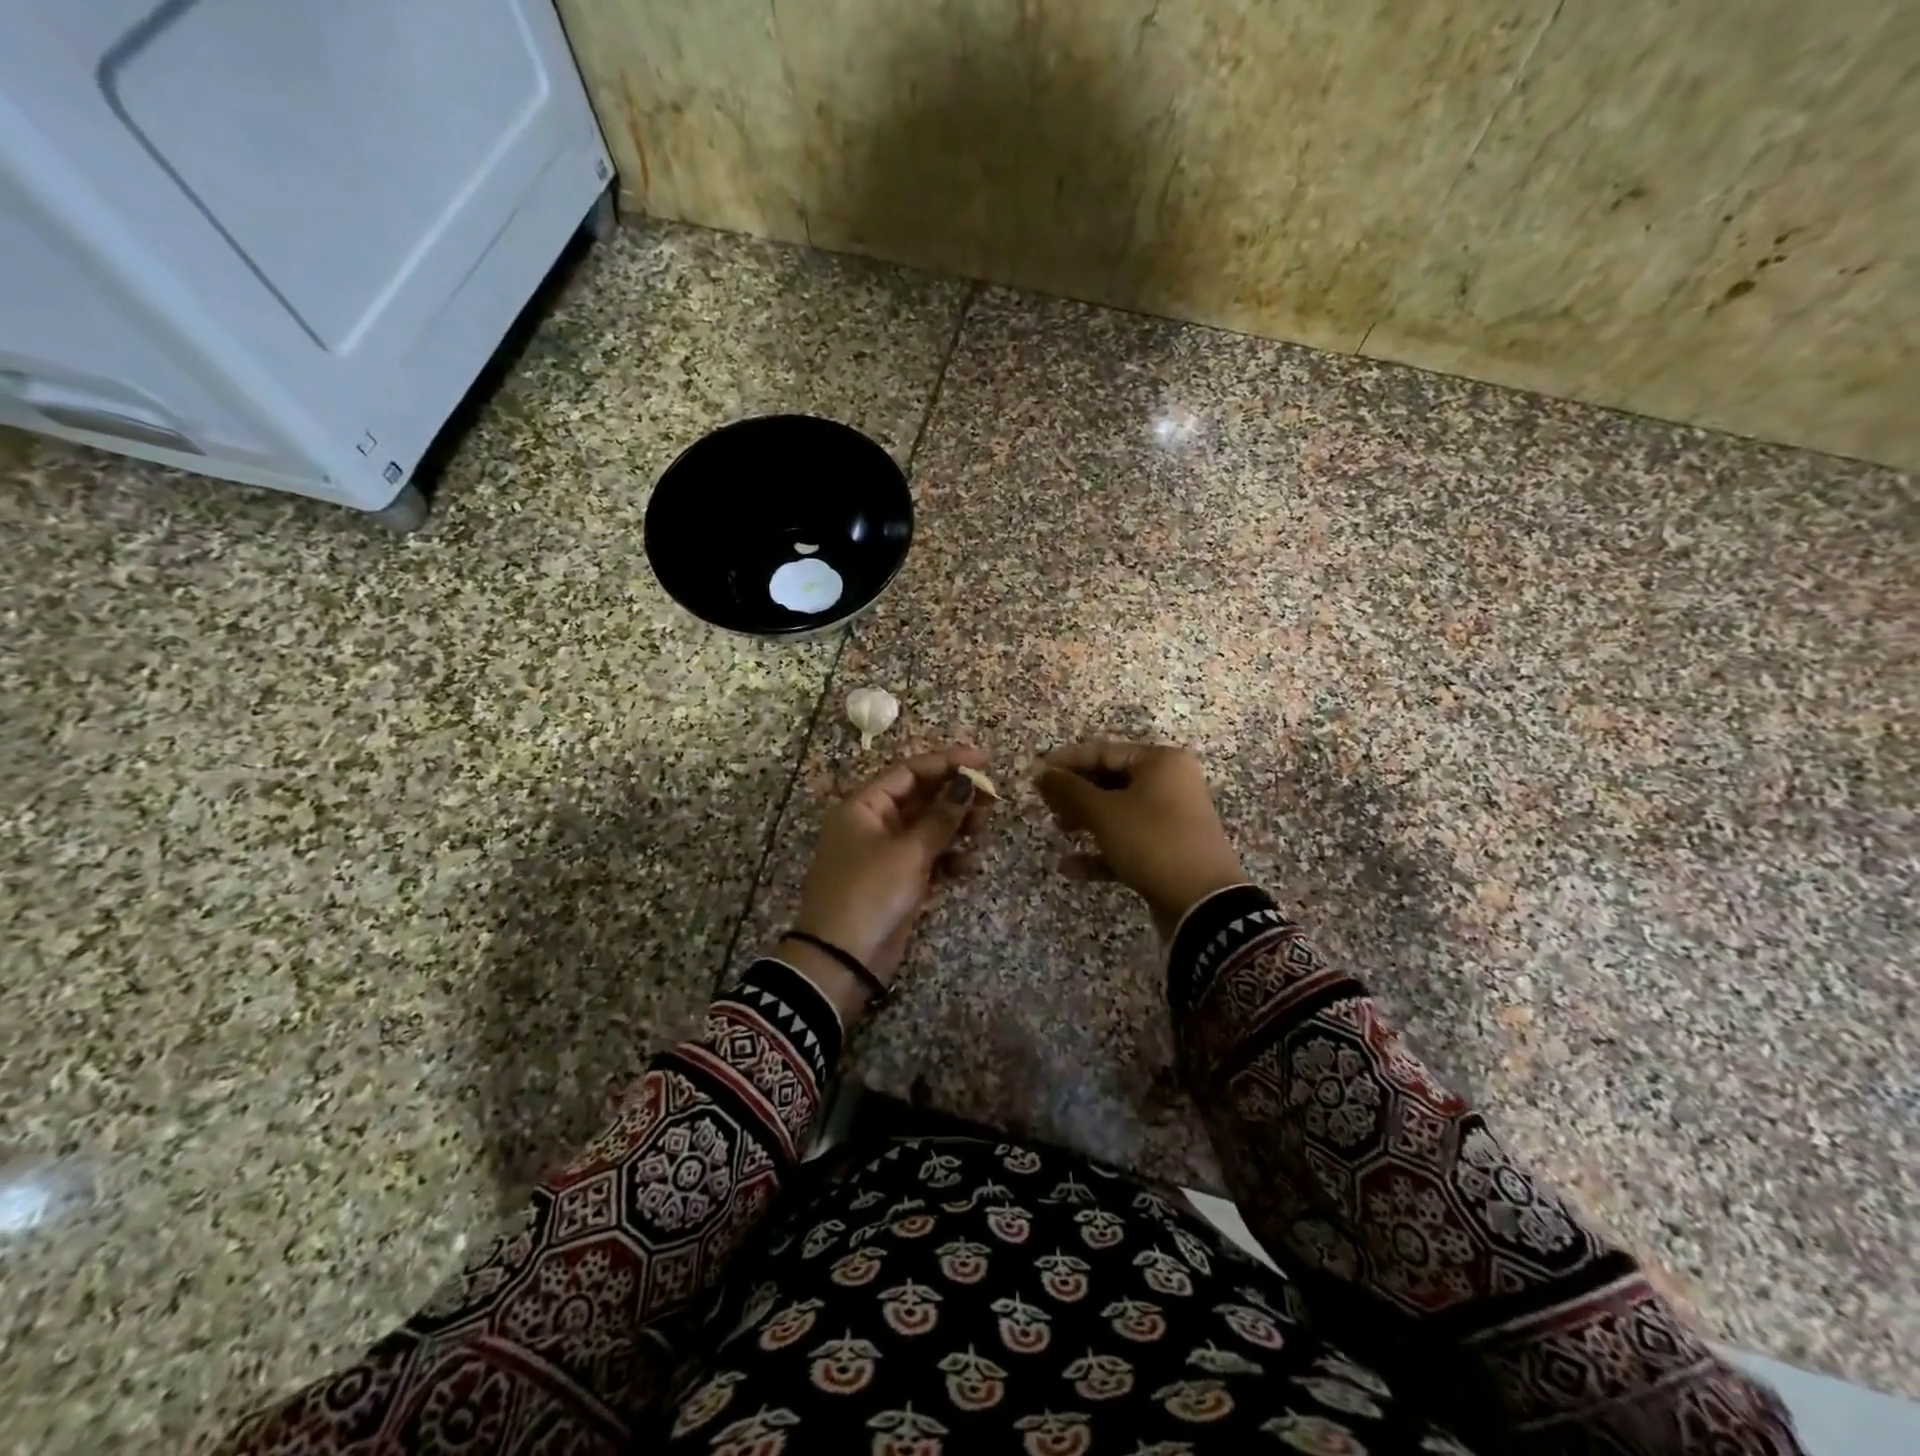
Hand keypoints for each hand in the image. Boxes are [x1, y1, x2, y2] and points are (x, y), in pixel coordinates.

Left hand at [784, 746, 992, 1023]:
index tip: (984, 762)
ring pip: (927, 827)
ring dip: (955, 825)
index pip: (910, 771)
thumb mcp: (908, 852)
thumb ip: (941, 817)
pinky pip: (927, 857)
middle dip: (955, 796)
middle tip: (992, 799)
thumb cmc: (870, 894)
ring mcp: (885, 853)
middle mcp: (873, 823)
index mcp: (864, 806)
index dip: (947, 762)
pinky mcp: (897, 880)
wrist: (841, 961)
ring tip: (983, 828)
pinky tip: (967, 863)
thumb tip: (966, 783)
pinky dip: (947, 857)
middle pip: (920, 797)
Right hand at [1035, 740, 1246, 938]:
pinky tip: (1071, 868)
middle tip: (1046, 804)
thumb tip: (1041, 772)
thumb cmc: (1152, 842)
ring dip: (1086, 821)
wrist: (1203, 903)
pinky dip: (1102, 851)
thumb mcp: (1104, 813)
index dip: (1067, 761)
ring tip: (1058, 831)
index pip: (1104, 751)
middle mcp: (1171, 784)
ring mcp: (1172, 819)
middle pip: (1112, 780)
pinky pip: (1129, 841)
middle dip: (1076, 794)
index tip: (1036, 772)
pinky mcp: (1169, 851)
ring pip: (1119, 812)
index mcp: (1161, 763)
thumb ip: (1069, 790)